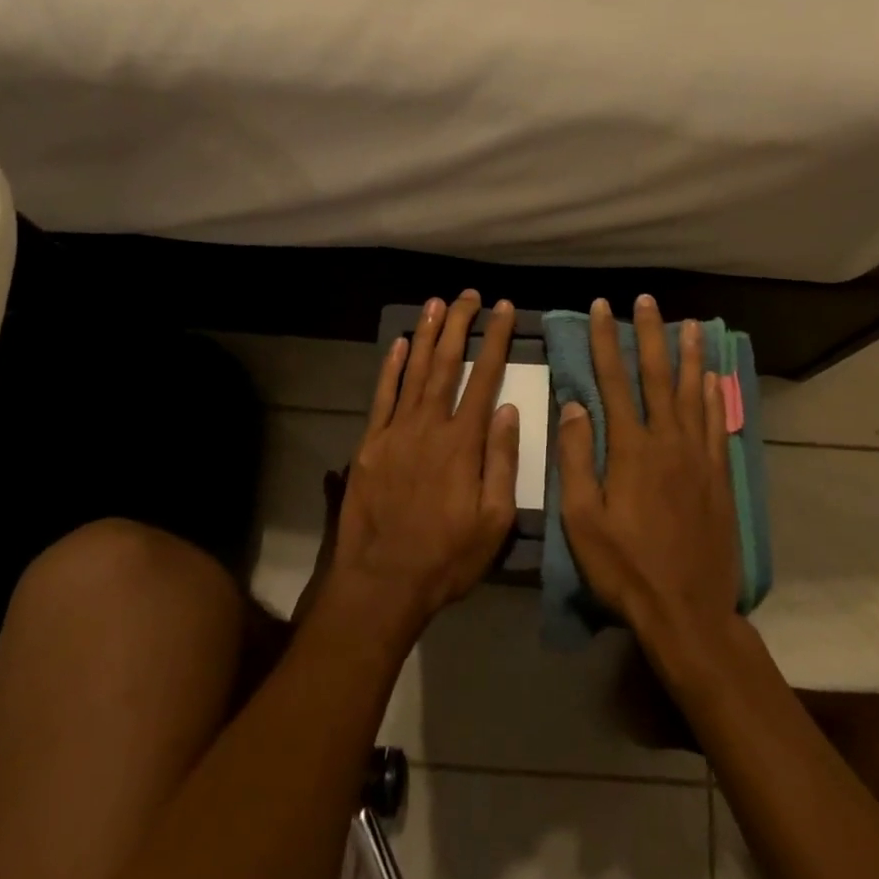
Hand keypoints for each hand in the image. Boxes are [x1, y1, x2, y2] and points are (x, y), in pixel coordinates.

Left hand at [332, 291, 518, 636]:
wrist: (381, 582)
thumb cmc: (446, 557)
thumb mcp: (494, 521)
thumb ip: (502, 461)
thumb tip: (508, 409)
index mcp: (463, 443)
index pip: (484, 378)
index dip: (495, 340)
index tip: (503, 310)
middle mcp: (429, 426)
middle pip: (447, 364)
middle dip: (460, 325)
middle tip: (469, 295)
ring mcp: (395, 432)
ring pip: (415, 371)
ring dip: (427, 335)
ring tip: (437, 304)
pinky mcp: (370, 444)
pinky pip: (382, 396)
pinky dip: (391, 367)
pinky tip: (400, 344)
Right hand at [558, 296, 739, 645]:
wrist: (687, 610)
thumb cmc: (624, 567)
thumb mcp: (581, 518)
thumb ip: (576, 458)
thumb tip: (573, 404)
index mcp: (630, 449)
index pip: (613, 381)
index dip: (606, 342)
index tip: (602, 309)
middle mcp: (667, 441)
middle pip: (657, 376)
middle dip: (650, 335)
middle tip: (647, 301)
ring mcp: (698, 457)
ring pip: (694, 393)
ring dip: (690, 356)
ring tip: (691, 324)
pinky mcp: (719, 476)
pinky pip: (718, 424)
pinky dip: (716, 396)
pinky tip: (715, 379)